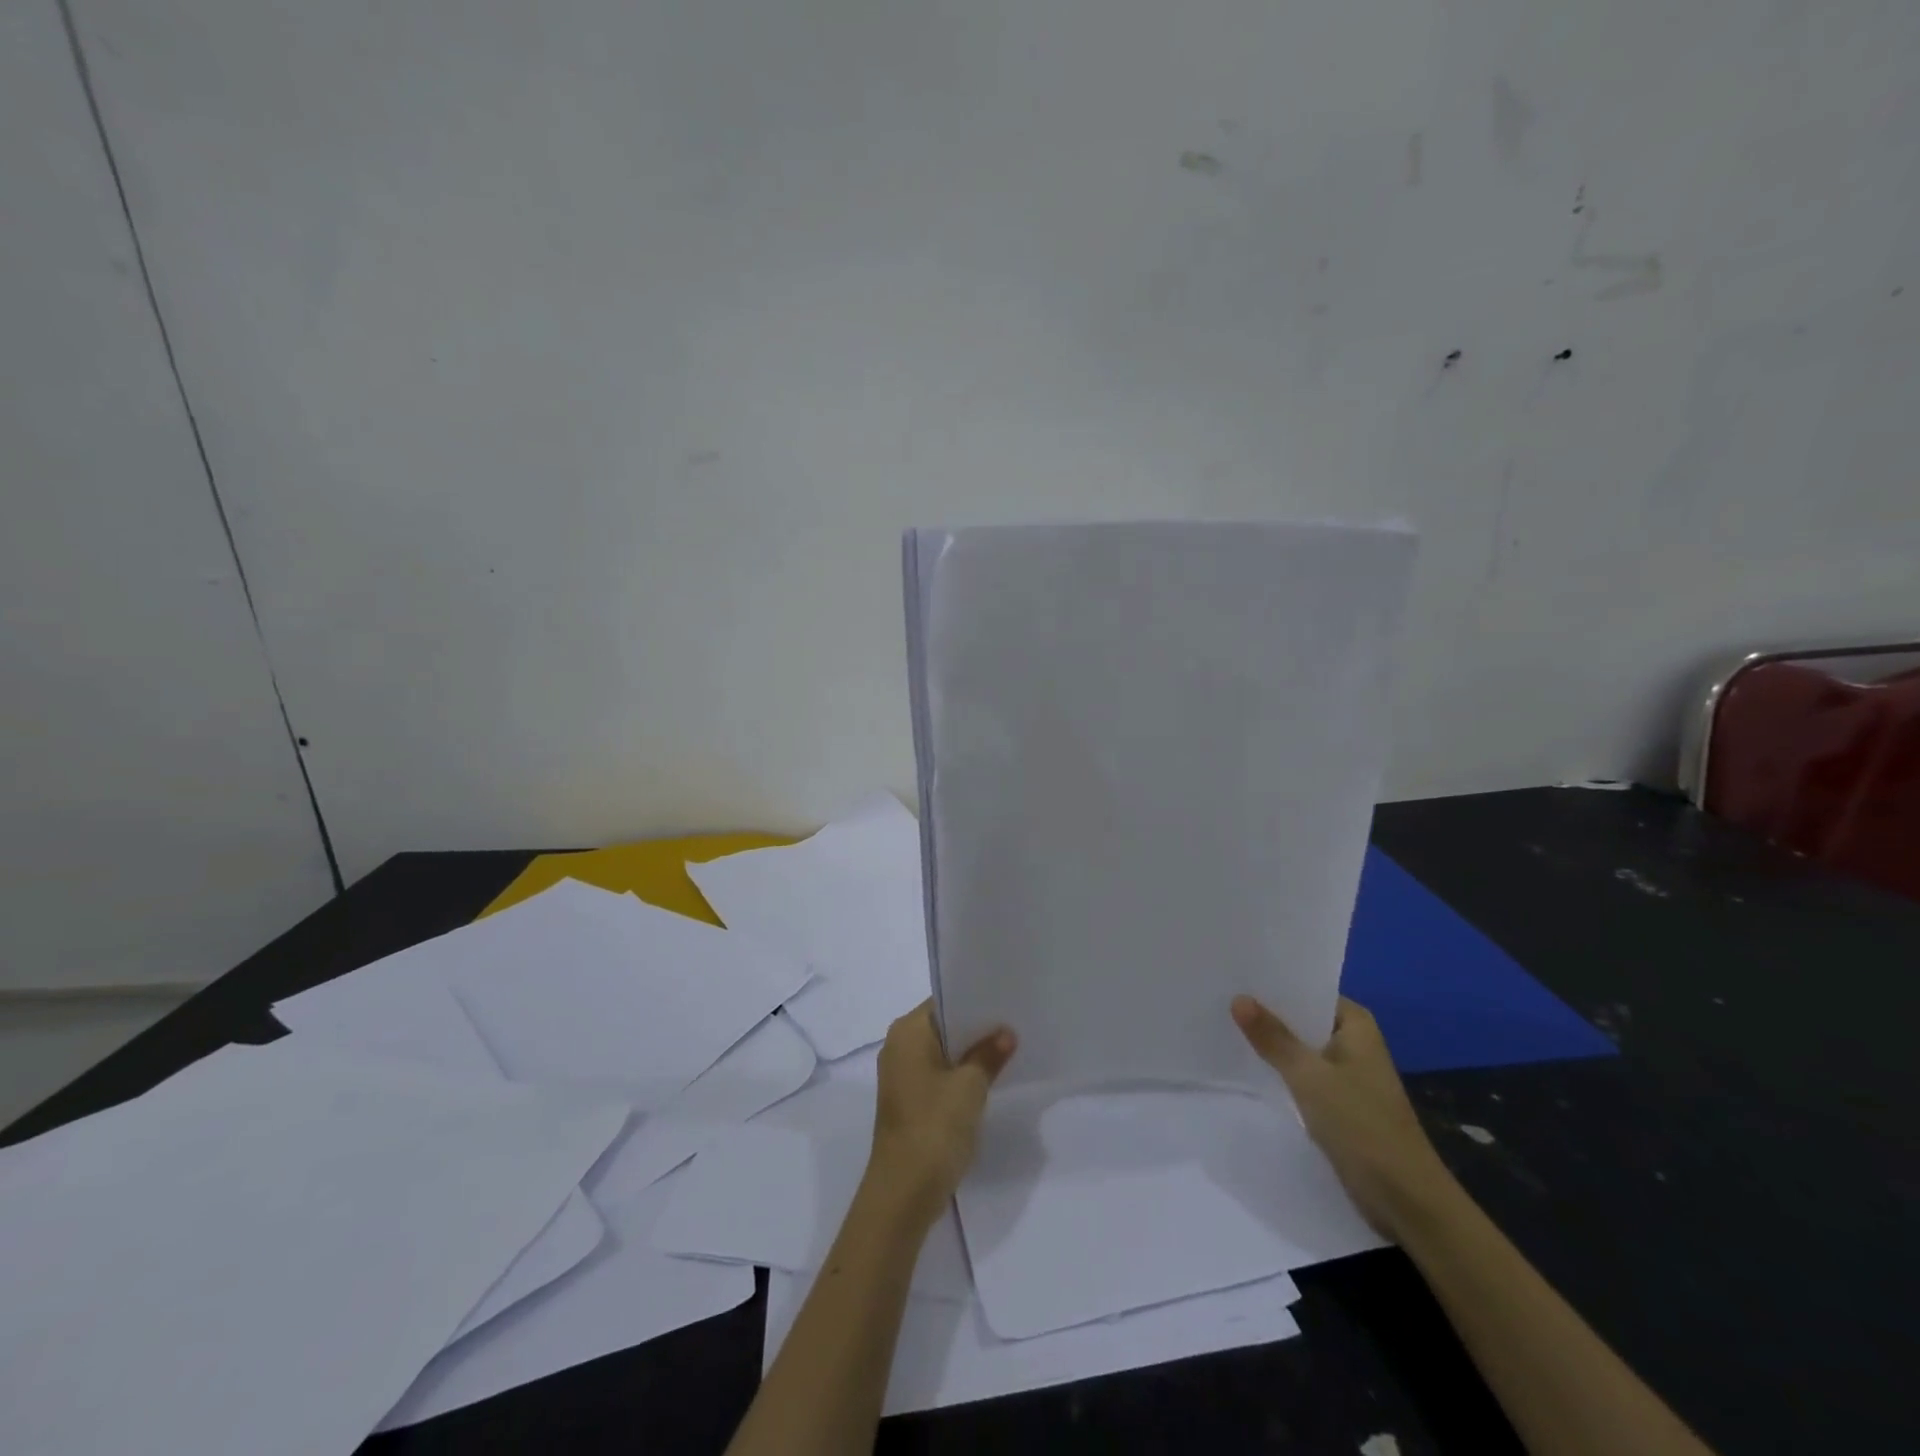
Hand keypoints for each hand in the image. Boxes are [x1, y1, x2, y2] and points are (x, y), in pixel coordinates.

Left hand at [865, 1001, 1016, 1227]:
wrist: (904, 1192)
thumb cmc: (935, 1126)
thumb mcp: (970, 1086)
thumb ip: (989, 1054)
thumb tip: (1006, 1033)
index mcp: (907, 1031)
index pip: (944, 1002)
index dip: (975, 1003)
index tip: (1006, 1004)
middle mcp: (898, 1046)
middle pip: (943, 1027)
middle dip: (975, 1030)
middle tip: (1014, 1026)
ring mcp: (901, 1076)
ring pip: (941, 1053)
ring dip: (969, 1055)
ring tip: (1007, 1051)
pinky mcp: (908, 1101)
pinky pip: (937, 1076)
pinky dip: (959, 1076)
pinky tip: (987, 1082)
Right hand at [1232, 994, 1452, 1238]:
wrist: (1406, 1201)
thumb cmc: (1362, 1126)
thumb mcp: (1310, 1077)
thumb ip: (1273, 1038)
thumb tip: (1238, 998)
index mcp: (1356, 1025)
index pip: (1309, 989)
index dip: (1274, 982)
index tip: (1235, 973)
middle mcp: (1354, 1043)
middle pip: (1303, 1018)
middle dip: (1267, 1011)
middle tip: (1220, 995)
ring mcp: (1348, 1074)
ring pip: (1301, 1048)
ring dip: (1273, 1042)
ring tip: (1225, 1023)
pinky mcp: (1340, 1104)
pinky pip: (1303, 1074)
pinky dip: (1281, 1069)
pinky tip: (1249, 1065)